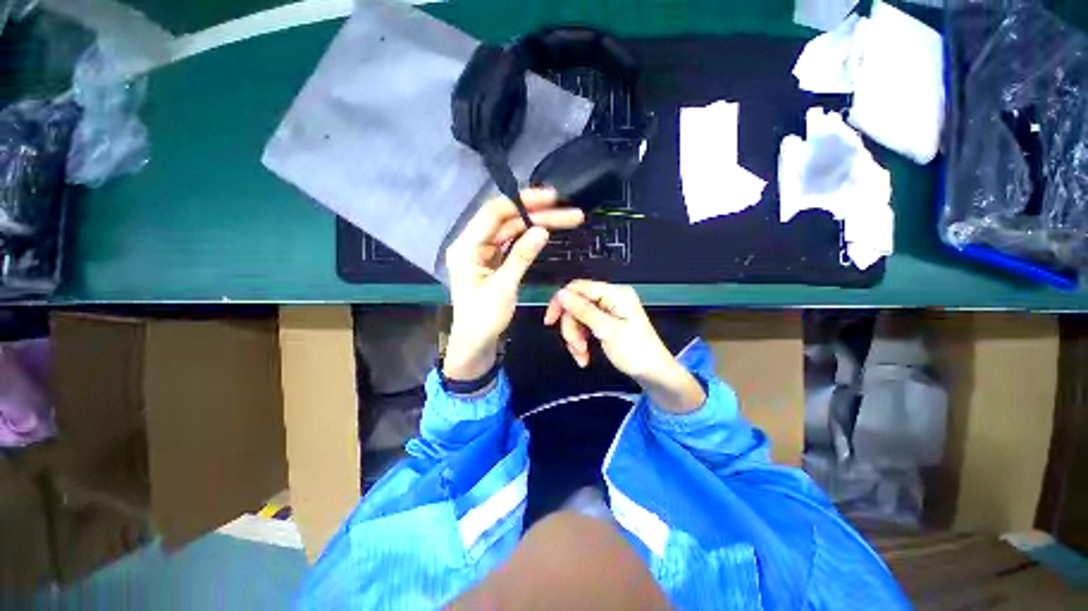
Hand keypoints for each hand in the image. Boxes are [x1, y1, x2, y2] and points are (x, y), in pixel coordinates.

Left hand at [444, 189, 583, 379]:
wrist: (476, 342)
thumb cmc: (484, 318)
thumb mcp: (504, 287)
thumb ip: (522, 256)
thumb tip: (542, 230)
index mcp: (466, 247)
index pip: (494, 213)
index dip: (523, 201)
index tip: (551, 198)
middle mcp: (473, 243)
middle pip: (507, 220)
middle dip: (538, 214)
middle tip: (569, 212)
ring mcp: (484, 252)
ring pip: (512, 230)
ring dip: (537, 224)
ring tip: (565, 219)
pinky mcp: (494, 260)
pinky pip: (512, 243)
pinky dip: (529, 237)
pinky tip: (546, 231)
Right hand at [544, 280, 704, 412]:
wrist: (655, 374)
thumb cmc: (636, 352)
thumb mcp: (607, 331)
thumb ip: (583, 311)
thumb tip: (561, 294)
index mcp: (615, 294)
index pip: (578, 288)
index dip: (561, 302)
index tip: (550, 321)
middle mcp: (610, 298)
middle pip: (576, 305)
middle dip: (572, 328)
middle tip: (576, 348)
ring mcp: (608, 311)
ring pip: (578, 319)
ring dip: (575, 338)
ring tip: (582, 356)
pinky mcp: (606, 322)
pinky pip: (585, 327)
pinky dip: (581, 341)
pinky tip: (584, 356)